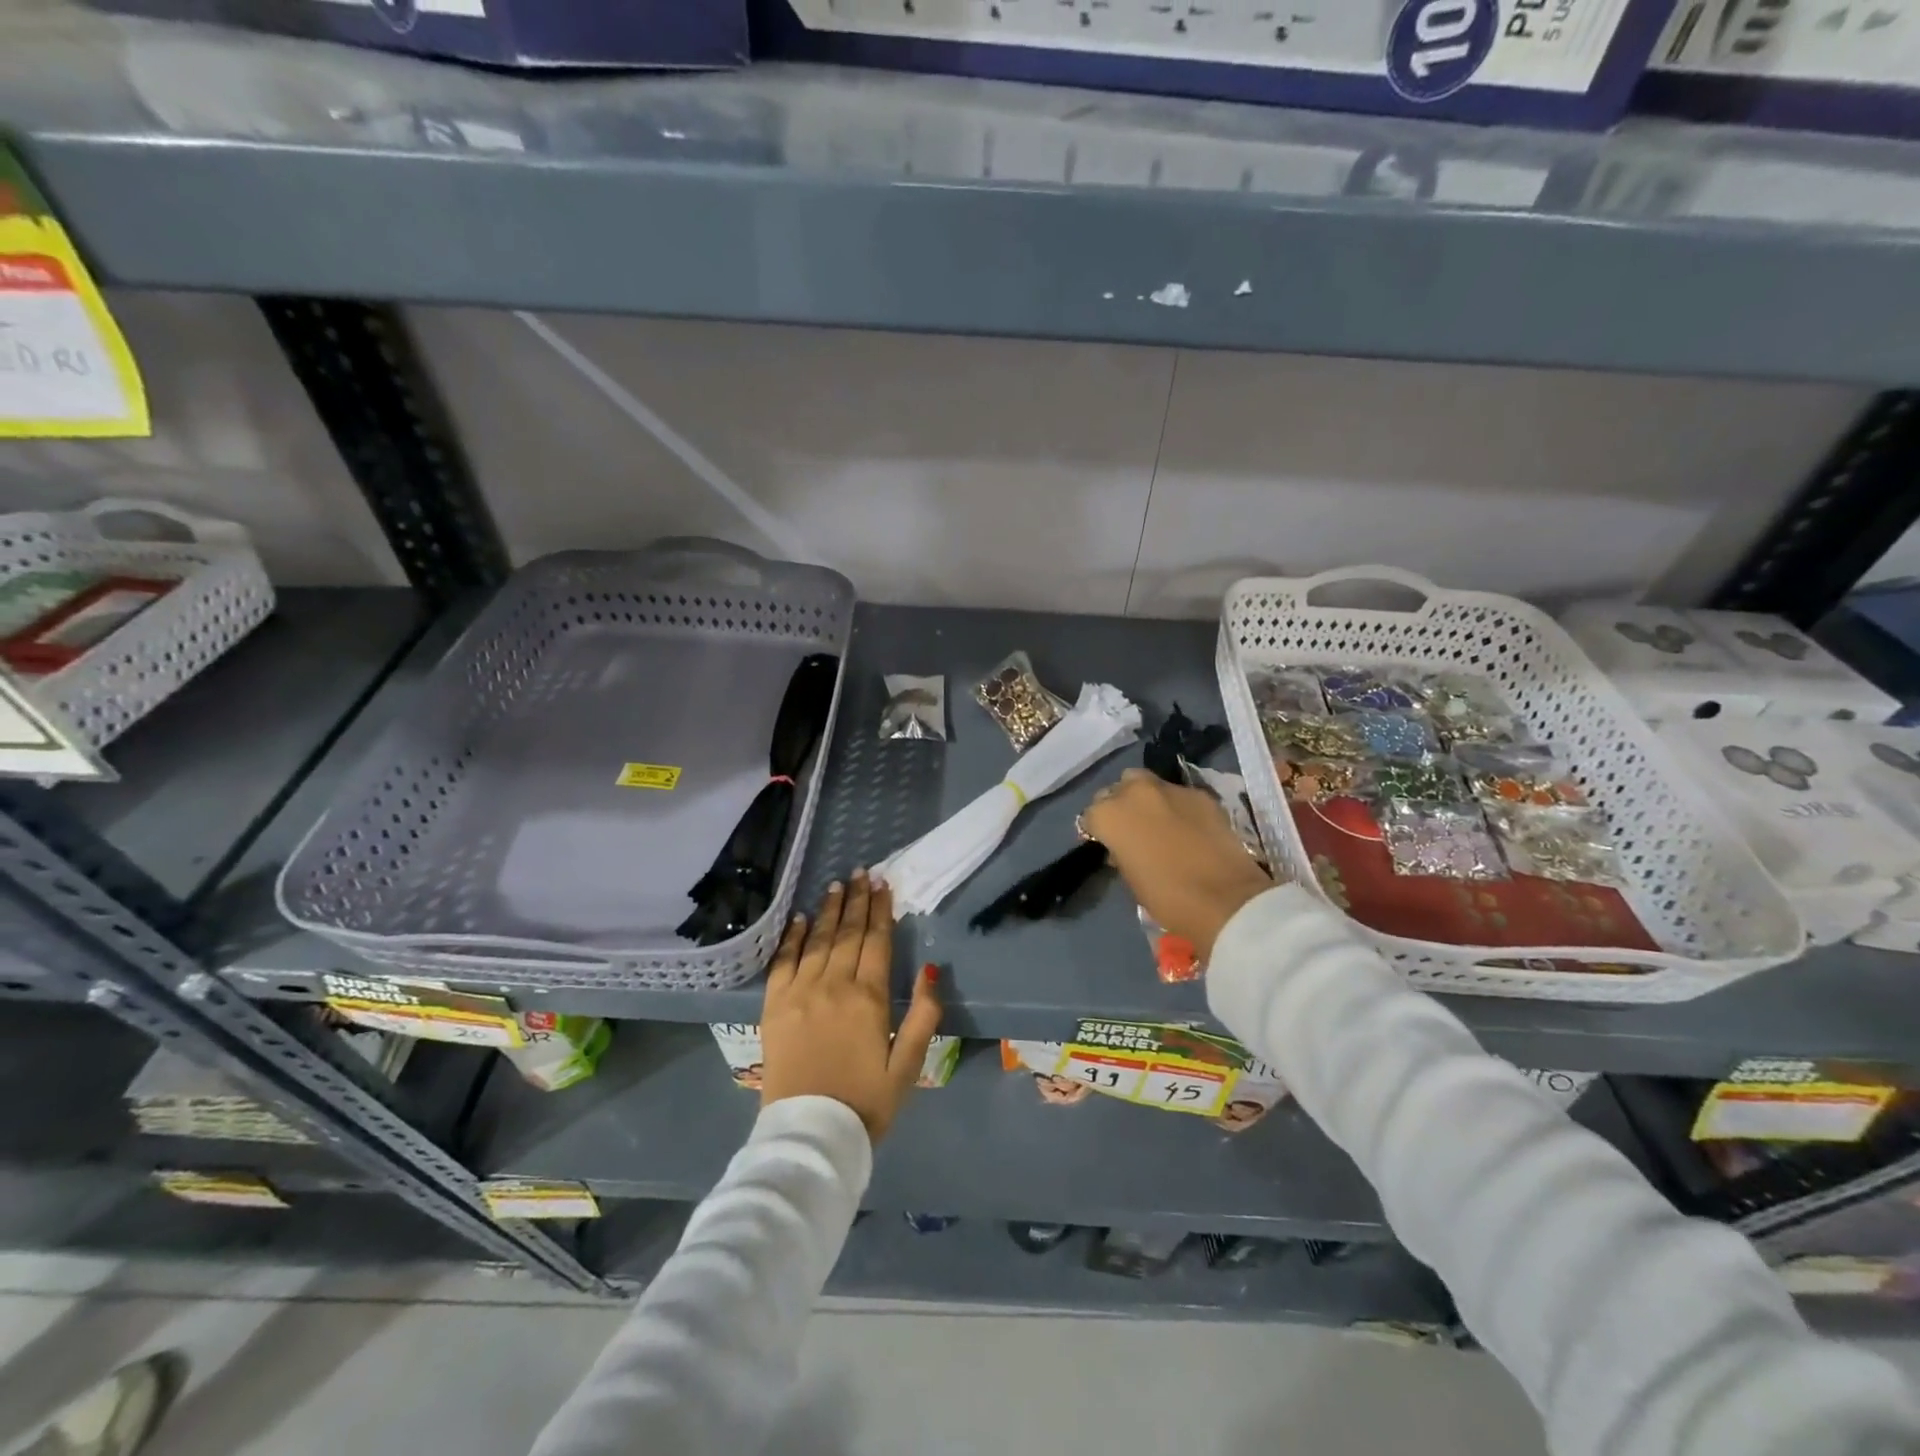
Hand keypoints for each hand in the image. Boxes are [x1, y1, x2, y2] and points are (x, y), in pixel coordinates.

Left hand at [760, 869, 941, 1142]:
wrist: (809, 1135)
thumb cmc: (865, 1103)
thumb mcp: (908, 1065)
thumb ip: (923, 1016)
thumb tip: (933, 970)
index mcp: (868, 999)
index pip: (877, 941)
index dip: (881, 910)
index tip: (884, 884)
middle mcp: (833, 985)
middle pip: (848, 933)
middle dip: (857, 901)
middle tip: (862, 873)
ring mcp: (800, 993)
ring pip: (817, 940)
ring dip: (828, 910)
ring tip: (837, 885)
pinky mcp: (774, 1006)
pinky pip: (783, 961)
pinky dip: (792, 937)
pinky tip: (799, 918)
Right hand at [1081, 768, 1274, 962]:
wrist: (1225, 900)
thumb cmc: (1167, 898)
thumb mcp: (1130, 878)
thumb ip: (1121, 851)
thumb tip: (1124, 845)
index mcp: (1109, 815)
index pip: (1091, 815)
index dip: (1099, 830)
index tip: (1108, 844)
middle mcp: (1134, 792)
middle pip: (1117, 789)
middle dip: (1120, 805)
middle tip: (1131, 829)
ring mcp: (1170, 789)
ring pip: (1148, 784)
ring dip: (1147, 799)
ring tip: (1159, 822)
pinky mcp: (1201, 794)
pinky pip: (1180, 795)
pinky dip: (1178, 806)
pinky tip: (1188, 827)